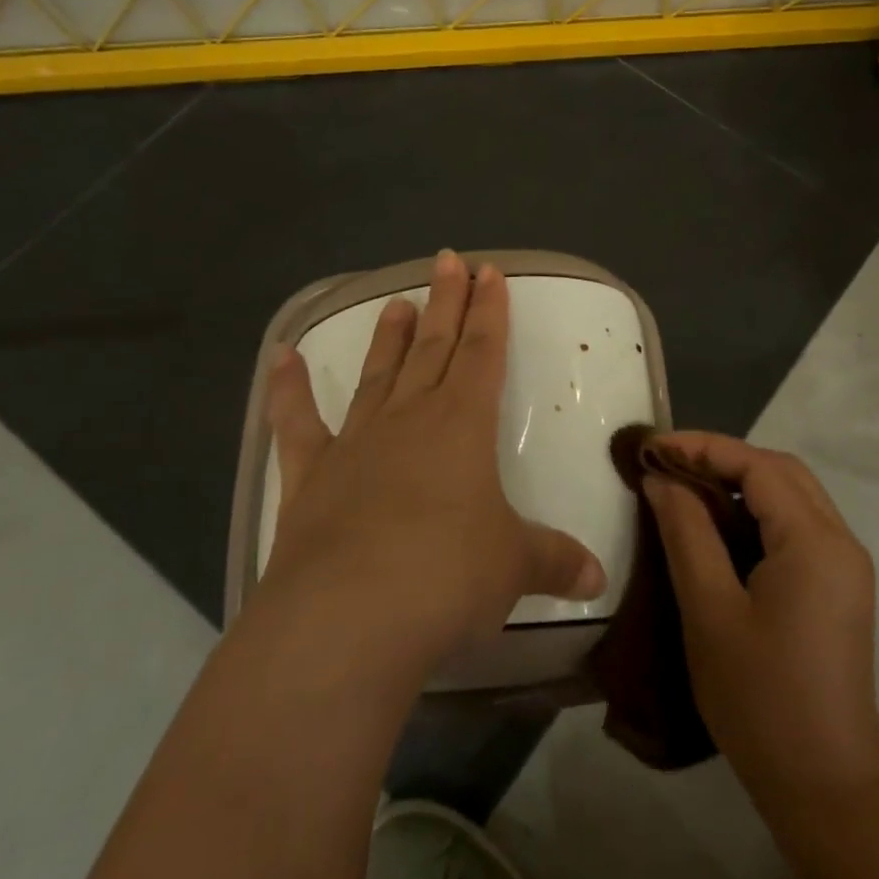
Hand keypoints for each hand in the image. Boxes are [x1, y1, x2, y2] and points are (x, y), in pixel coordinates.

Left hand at [260, 251, 606, 672]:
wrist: (348, 618)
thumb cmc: (446, 577)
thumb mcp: (514, 568)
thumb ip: (556, 562)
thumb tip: (598, 579)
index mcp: (463, 425)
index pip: (484, 352)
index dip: (490, 311)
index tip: (489, 272)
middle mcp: (410, 418)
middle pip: (435, 347)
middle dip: (447, 303)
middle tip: (449, 260)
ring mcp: (356, 443)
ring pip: (379, 374)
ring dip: (389, 337)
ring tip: (397, 300)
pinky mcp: (310, 476)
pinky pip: (298, 422)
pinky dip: (288, 389)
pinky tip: (280, 357)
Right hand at [644, 432, 878, 815]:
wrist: (824, 787)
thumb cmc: (760, 699)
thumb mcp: (710, 611)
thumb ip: (686, 533)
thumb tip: (662, 479)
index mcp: (814, 541)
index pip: (758, 464)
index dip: (703, 447)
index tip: (653, 447)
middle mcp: (841, 540)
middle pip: (781, 471)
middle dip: (723, 457)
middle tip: (668, 463)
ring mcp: (846, 565)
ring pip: (793, 495)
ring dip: (742, 481)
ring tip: (688, 486)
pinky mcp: (841, 587)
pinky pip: (799, 525)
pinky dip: (759, 510)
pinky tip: (723, 525)